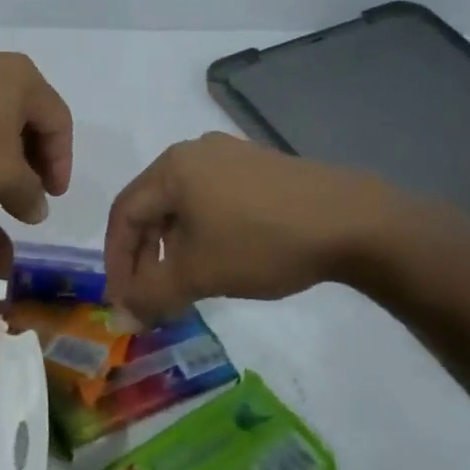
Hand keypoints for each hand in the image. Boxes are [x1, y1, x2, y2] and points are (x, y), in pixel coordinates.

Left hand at [0, 48, 72, 223]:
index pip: (59, 122)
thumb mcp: (1, 176)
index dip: (61, 163)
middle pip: (28, 113)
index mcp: (24, 77)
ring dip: (2, 148)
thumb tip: (38, 208)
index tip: (50, 198)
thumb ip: (28, 192)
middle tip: (26, 190)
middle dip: (32, 156)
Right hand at [104, 133, 416, 320]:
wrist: (353, 222)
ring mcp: (230, 155)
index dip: (116, 261)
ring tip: (183, 281)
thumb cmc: (261, 242)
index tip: (122, 300)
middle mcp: (194, 151)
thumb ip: (152, 295)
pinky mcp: (259, 167)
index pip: (124, 214)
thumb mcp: (198, 273)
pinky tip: (218, 258)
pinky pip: (212, 198)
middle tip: (150, 295)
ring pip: (182, 204)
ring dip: (172, 246)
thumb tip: (122, 318)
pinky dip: (202, 231)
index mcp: (171, 167)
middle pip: (151, 206)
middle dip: (144, 255)